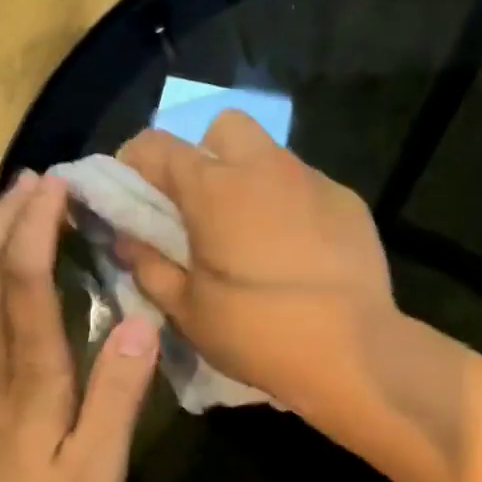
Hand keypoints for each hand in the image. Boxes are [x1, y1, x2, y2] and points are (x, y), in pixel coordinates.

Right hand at [116, 110, 395, 411]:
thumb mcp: (188, 311)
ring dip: (250, 180)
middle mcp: (264, 166)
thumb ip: (149, 267)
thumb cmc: (258, 333)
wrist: (353, 352)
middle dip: (203, 156)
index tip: (132, 197)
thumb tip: (128, 239)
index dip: (133, 164)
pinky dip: (291, 205)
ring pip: (270, 156)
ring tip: (252, 235)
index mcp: (213, 188)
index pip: (155, 146)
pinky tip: (299, 250)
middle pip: (223, 129)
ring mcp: (313, 180)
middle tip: (201, 210)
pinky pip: (307, 187)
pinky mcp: (349, 202)